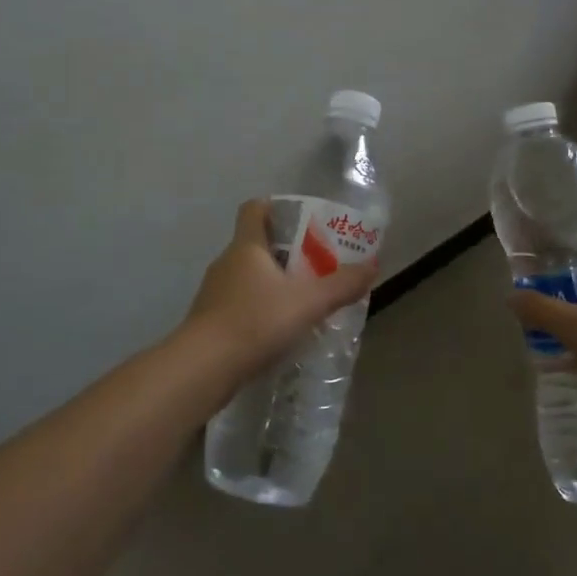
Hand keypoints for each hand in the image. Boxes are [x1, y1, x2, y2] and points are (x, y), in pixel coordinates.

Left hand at [179, 199, 376, 380]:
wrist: (203, 369)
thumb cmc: (255, 321)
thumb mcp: (308, 302)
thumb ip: (342, 285)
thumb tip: (373, 266)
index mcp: (247, 246)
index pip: (254, 209)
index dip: (275, 207)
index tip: (300, 218)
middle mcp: (227, 263)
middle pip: (255, 243)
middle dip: (285, 250)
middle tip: (316, 262)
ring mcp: (214, 293)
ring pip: (248, 276)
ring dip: (273, 282)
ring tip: (303, 298)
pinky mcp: (210, 322)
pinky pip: (240, 304)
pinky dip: (260, 309)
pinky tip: (280, 329)